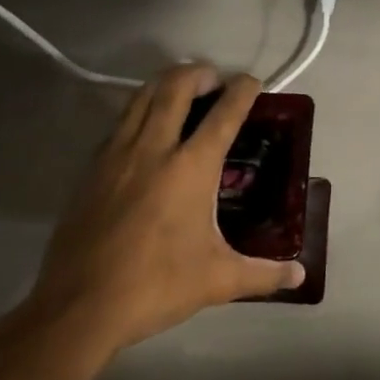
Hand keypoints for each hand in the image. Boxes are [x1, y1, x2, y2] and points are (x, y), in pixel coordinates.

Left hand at [30, 64, 304, 358]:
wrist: (79, 307)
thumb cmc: (156, 286)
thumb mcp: (218, 281)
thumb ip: (264, 274)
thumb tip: (300, 275)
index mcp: (191, 168)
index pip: (224, 114)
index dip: (243, 91)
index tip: (253, 82)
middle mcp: (154, 149)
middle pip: (176, 87)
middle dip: (199, 73)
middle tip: (215, 80)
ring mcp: (117, 155)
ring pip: (141, 96)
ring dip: (165, 84)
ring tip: (182, 91)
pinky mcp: (91, 169)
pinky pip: (120, 122)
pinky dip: (139, 111)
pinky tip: (146, 130)